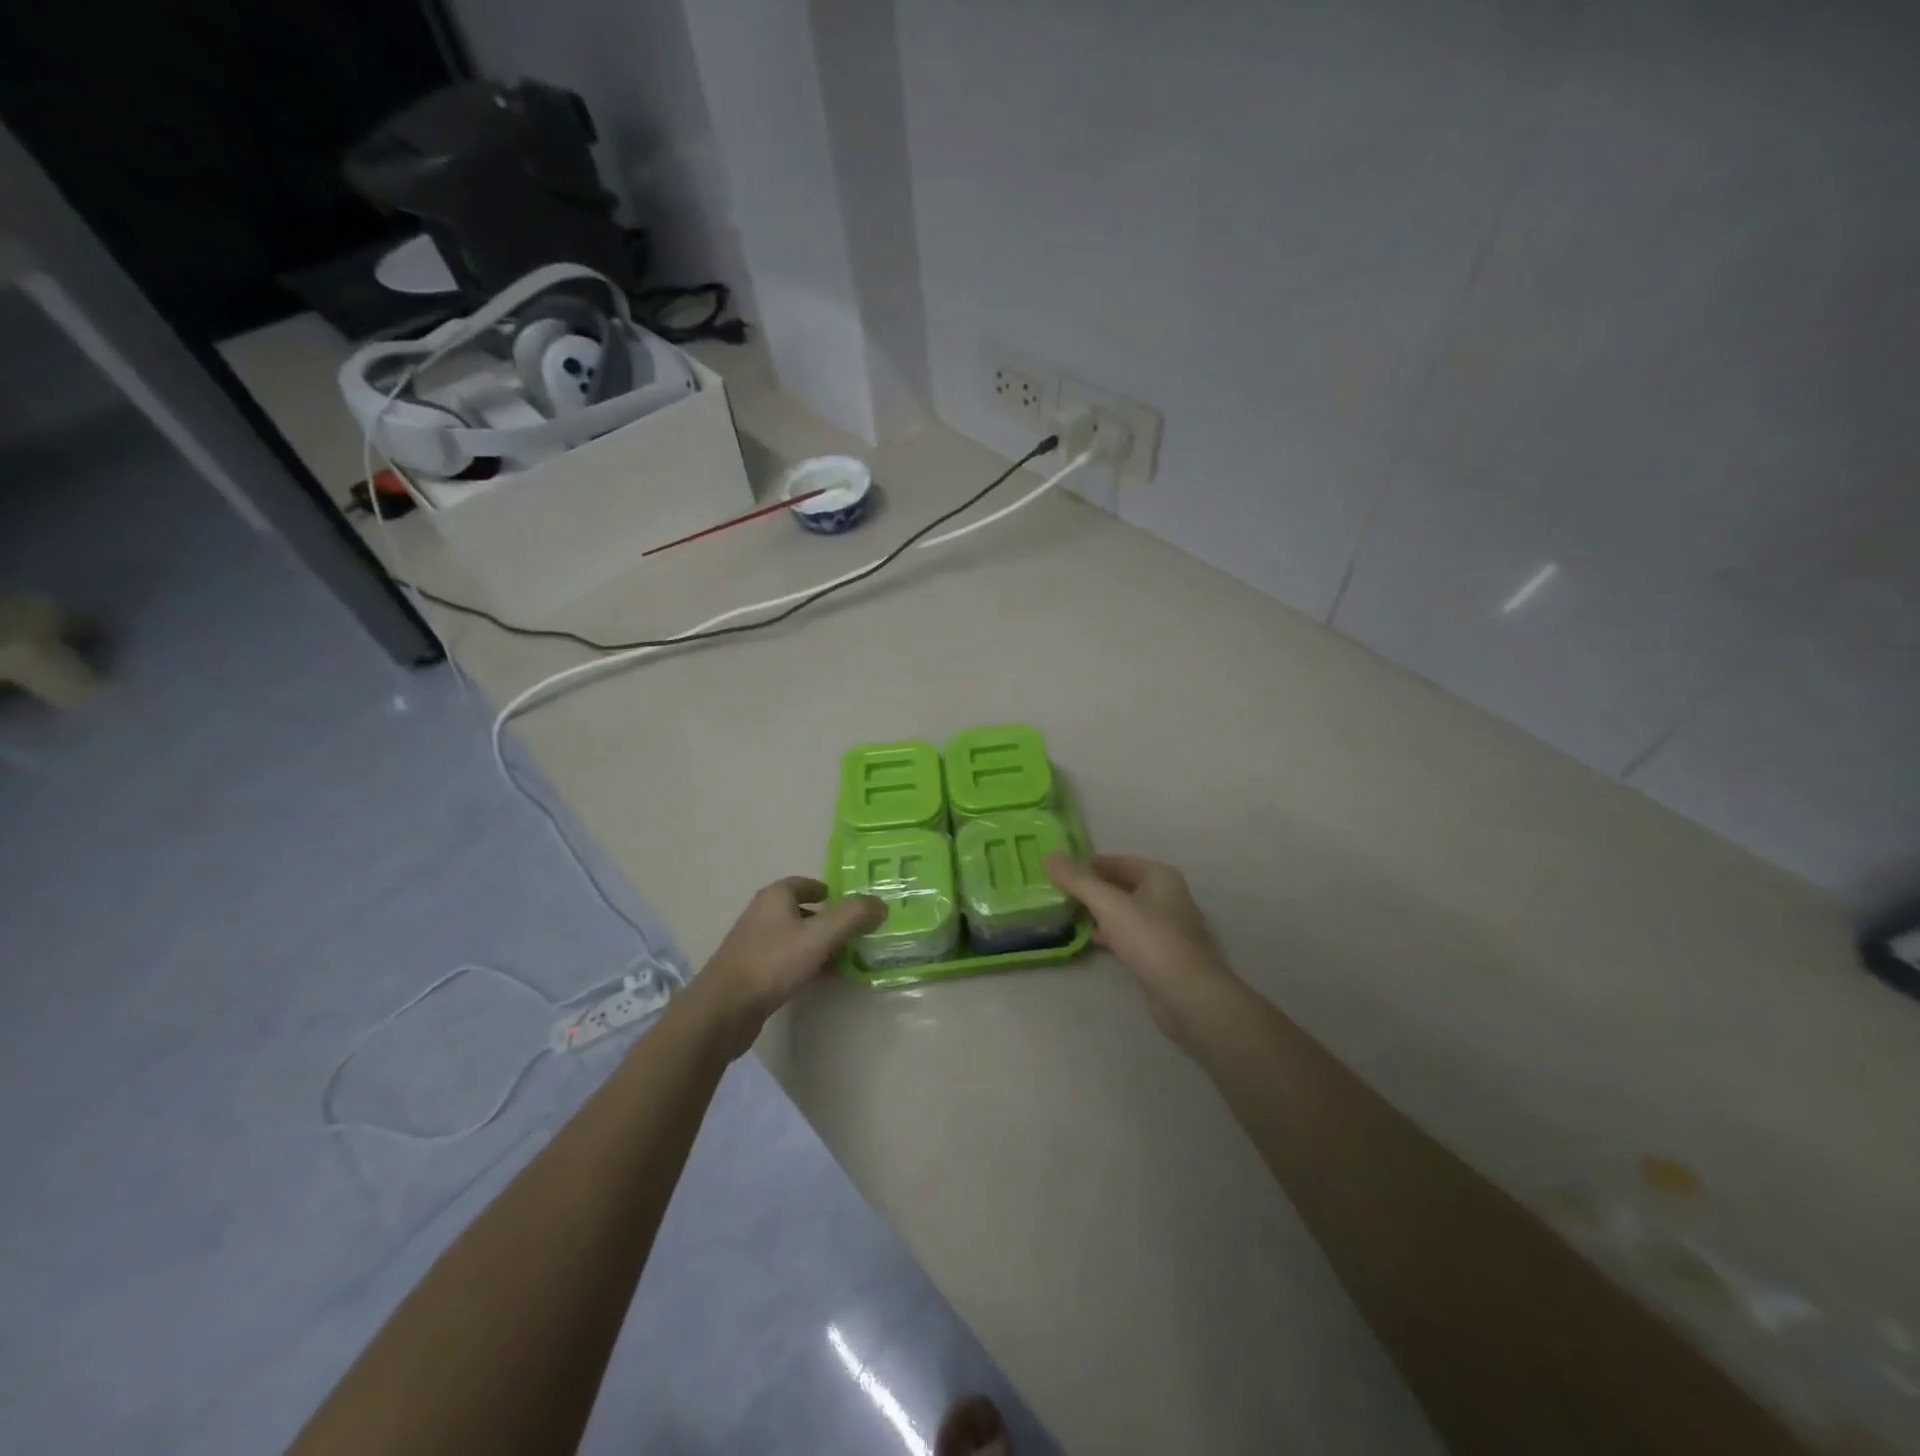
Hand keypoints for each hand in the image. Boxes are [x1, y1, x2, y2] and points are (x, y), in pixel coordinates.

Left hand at [686, 877, 882, 1058]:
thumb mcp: (820, 935)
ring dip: (820, 944)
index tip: (854, 906)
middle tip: (858, 933)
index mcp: (776, 896)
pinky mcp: (753, 972)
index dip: (831, 892)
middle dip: (830, 920)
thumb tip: (880, 903)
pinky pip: (787, 960)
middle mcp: (763, 914)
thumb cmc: (773, 963)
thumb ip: (853, 916)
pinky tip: (823, 978)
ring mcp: (755, 944)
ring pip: (796, 937)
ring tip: (847, 957)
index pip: (807, 884)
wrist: (724, 1010)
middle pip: (803, 911)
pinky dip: (807, 964)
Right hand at [1043, 853, 1235, 1042]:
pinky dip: (1110, 933)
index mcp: (1158, 875)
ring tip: (1068, 915)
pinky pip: (1129, 934)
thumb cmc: (1150, 940)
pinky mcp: (1161, 953)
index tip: (1057, 875)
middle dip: (1090, 889)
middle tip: (1057, 895)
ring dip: (1098, 912)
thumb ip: (1077, 880)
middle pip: (1120, 885)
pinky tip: (1090, 939)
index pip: (1115, 861)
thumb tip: (1049, 855)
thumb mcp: (1108, 904)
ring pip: (1124, 911)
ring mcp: (1165, 926)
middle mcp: (1166, 895)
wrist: (1189, 995)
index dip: (1086, 865)